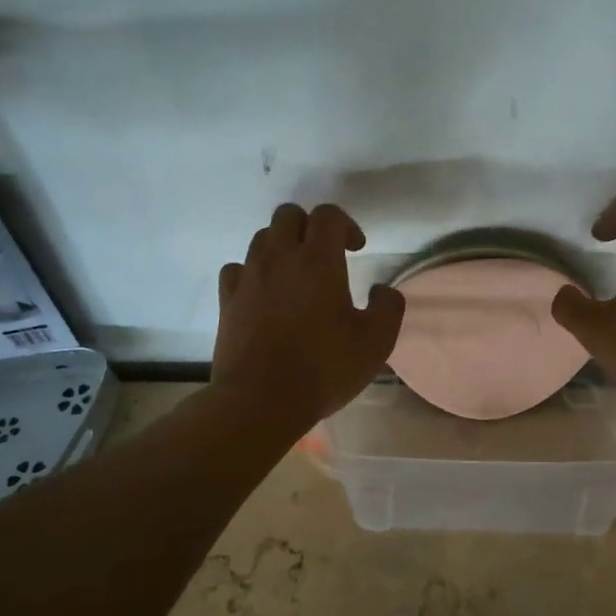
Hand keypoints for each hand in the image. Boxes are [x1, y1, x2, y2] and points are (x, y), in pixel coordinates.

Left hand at [214, 203, 405, 427]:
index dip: (346, 224)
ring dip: (281, 245)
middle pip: (288, 215)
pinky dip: (252, 271)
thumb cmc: (323, 368)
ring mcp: (249, 277)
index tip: (356, 249)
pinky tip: (263, 292)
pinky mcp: (227, 300)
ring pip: (261, 237)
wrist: (260, 401)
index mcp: (318, 261)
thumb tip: (382, 290)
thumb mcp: (376, 343)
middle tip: (325, 254)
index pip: (328, 215)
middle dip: (309, 226)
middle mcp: (279, 257)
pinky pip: (237, 268)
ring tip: (295, 273)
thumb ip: (388, 308)